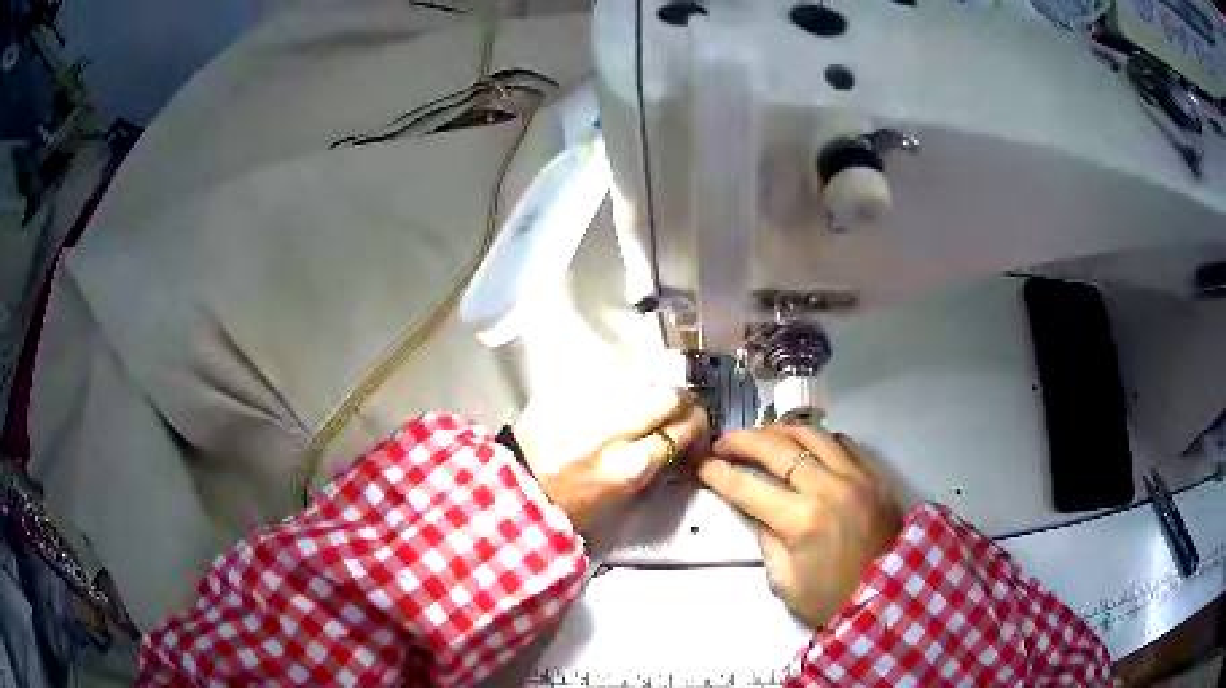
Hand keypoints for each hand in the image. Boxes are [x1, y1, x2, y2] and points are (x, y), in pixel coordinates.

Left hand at [514, 380, 708, 531]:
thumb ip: (652, 469)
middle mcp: (613, 430)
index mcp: (628, 467)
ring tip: (647, 402)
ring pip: (639, 382)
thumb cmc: (570, 506)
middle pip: (667, 396)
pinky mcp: (566, 391)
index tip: (695, 427)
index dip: (696, 426)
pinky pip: (607, 381)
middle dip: (681, 399)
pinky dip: (619, 388)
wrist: (515, 487)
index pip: (680, 431)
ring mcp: (588, 405)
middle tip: (681, 406)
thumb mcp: (621, 499)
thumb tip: (676, 445)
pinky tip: (615, 400)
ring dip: (650, 391)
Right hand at [697, 425, 901, 628]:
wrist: (890, 595)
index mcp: (801, 521)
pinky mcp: (875, 473)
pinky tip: (807, 448)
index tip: (702, 465)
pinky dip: (818, 439)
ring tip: (761, 436)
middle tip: (724, 442)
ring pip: (811, 433)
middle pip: (777, 447)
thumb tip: (759, 512)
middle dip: (742, 440)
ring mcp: (856, 475)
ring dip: (779, 430)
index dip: (719, 473)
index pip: (748, 487)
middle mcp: (828, 488)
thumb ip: (767, 541)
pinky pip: (843, 442)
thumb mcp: (785, 582)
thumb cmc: (832, 598)